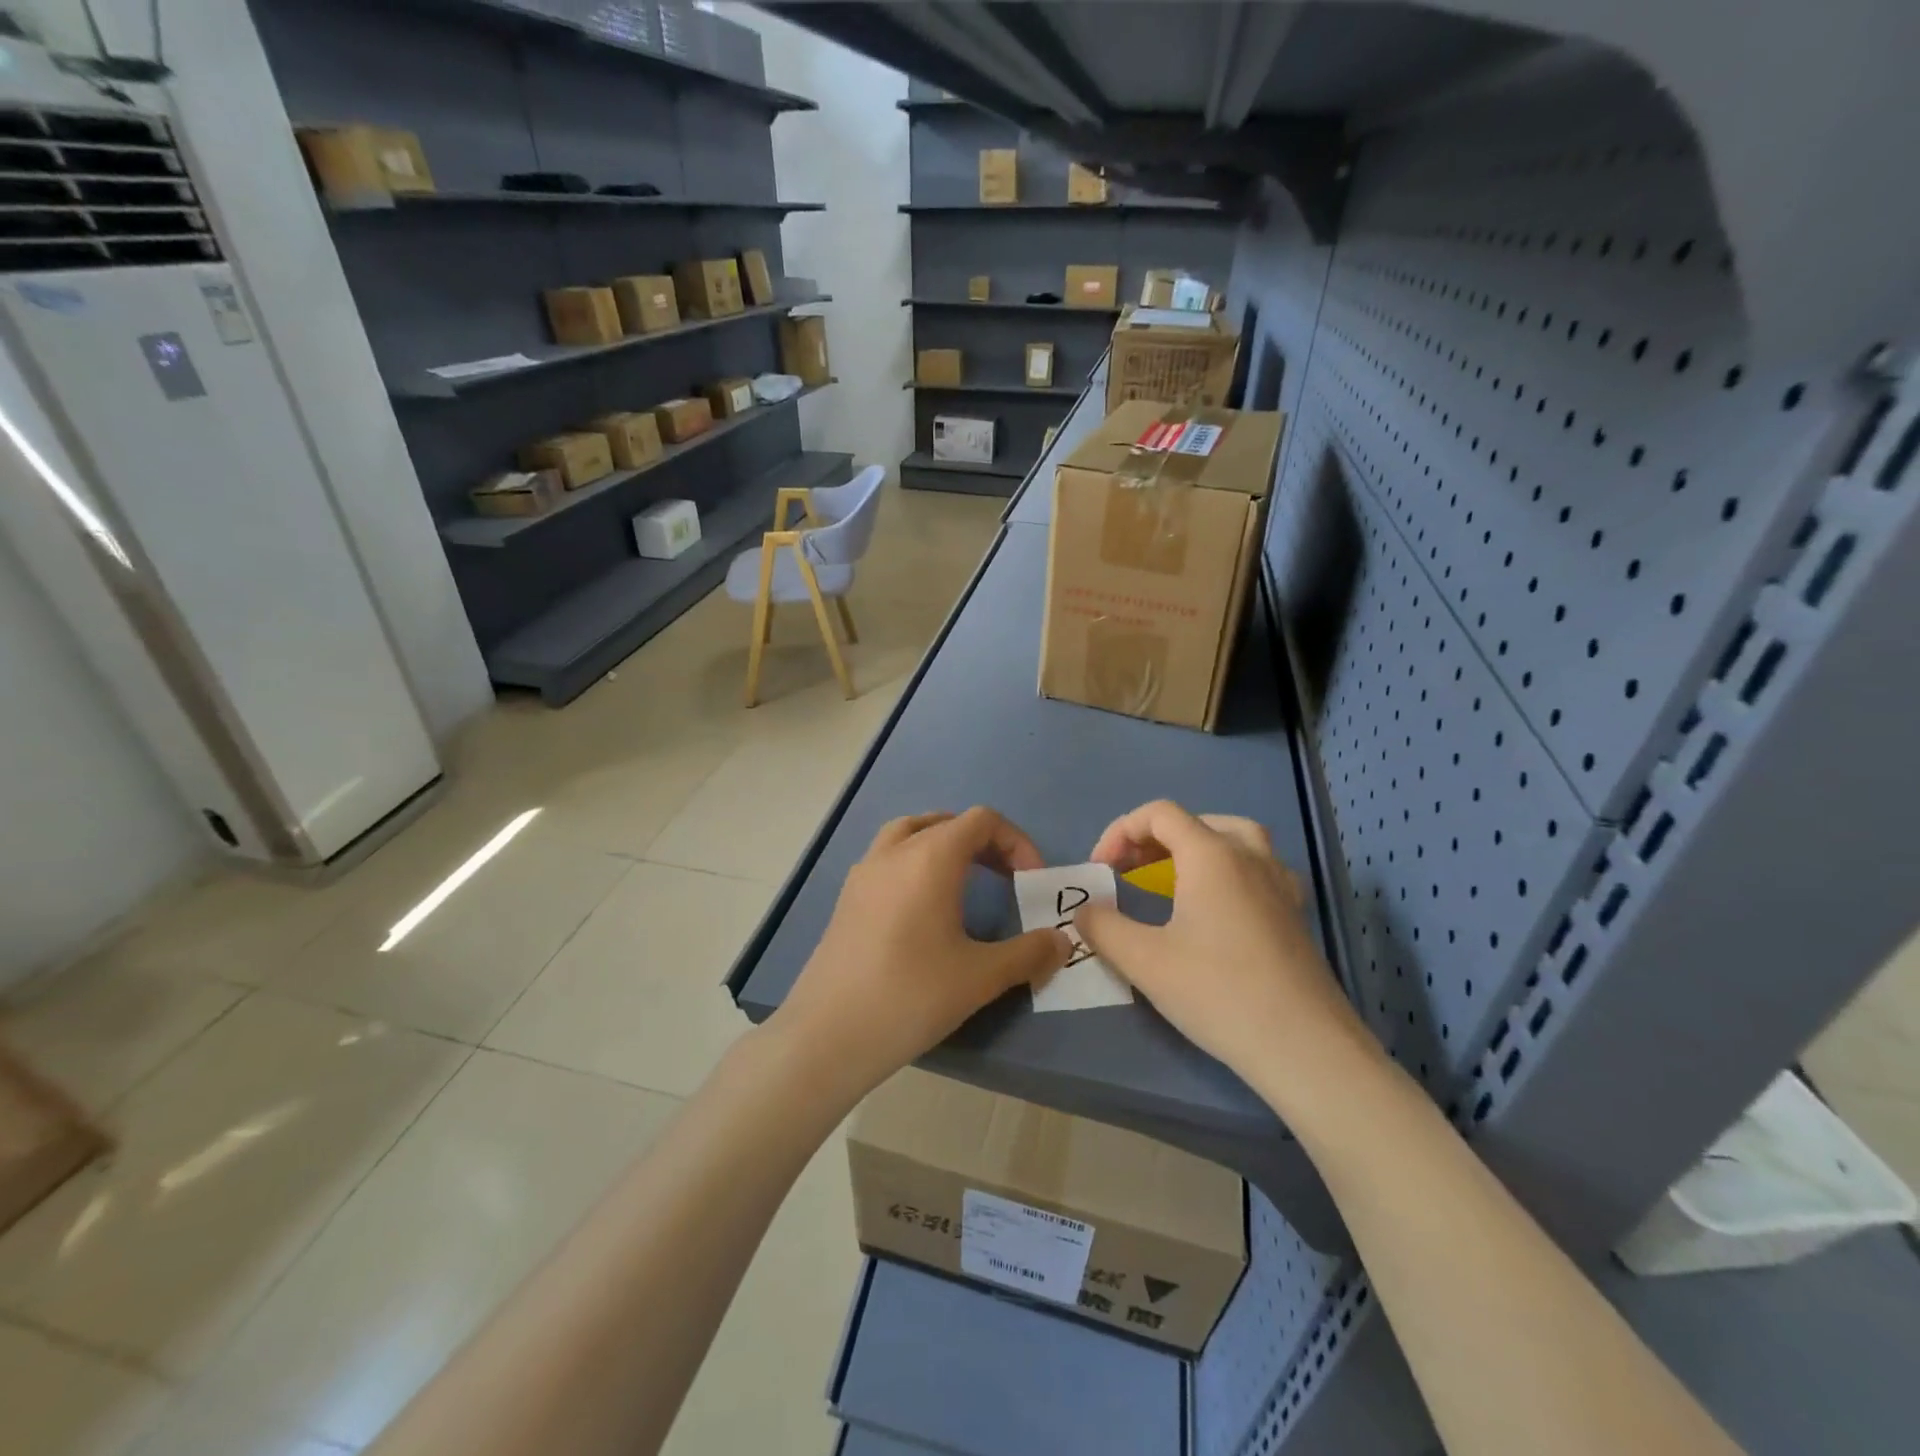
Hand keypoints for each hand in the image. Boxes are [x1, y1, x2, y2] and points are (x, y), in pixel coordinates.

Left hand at [773, 807, 1072, 1102]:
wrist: (828, 1034)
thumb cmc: (911, 996)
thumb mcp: (981, 977)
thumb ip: (1029, 953)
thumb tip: (1063, 941)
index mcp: (930, 856)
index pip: (982, 820)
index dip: (1016, 842)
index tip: (1031, 882)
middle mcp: (895, 851)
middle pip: (946, 821)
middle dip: (983, 843)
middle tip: (1006, 879)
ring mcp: (864, 872)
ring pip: (910, 833)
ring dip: (944, 845)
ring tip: (965, 881)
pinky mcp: (847, 897)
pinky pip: (888, 857)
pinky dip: (915, 862)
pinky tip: (923, 908)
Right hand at [1076, 800, 1379, 1106]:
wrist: (1304, 1046)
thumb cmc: (1219, 993)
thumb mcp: (1144, 961)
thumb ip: (1104, 927)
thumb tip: (1085, 911)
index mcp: (1212, 855)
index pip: (1159, 814)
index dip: (1120, 832)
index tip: (1101, 871)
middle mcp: (1249, 856)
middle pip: (1197, 821)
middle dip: (1154, 838)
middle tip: (1129, 870)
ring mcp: (1279, 883)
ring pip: (1235, 838)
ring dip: (1196, 846)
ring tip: (1172, 874)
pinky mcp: (1294, 913)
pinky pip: (1257, 867)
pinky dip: (1228, 869)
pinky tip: (1217, 905)